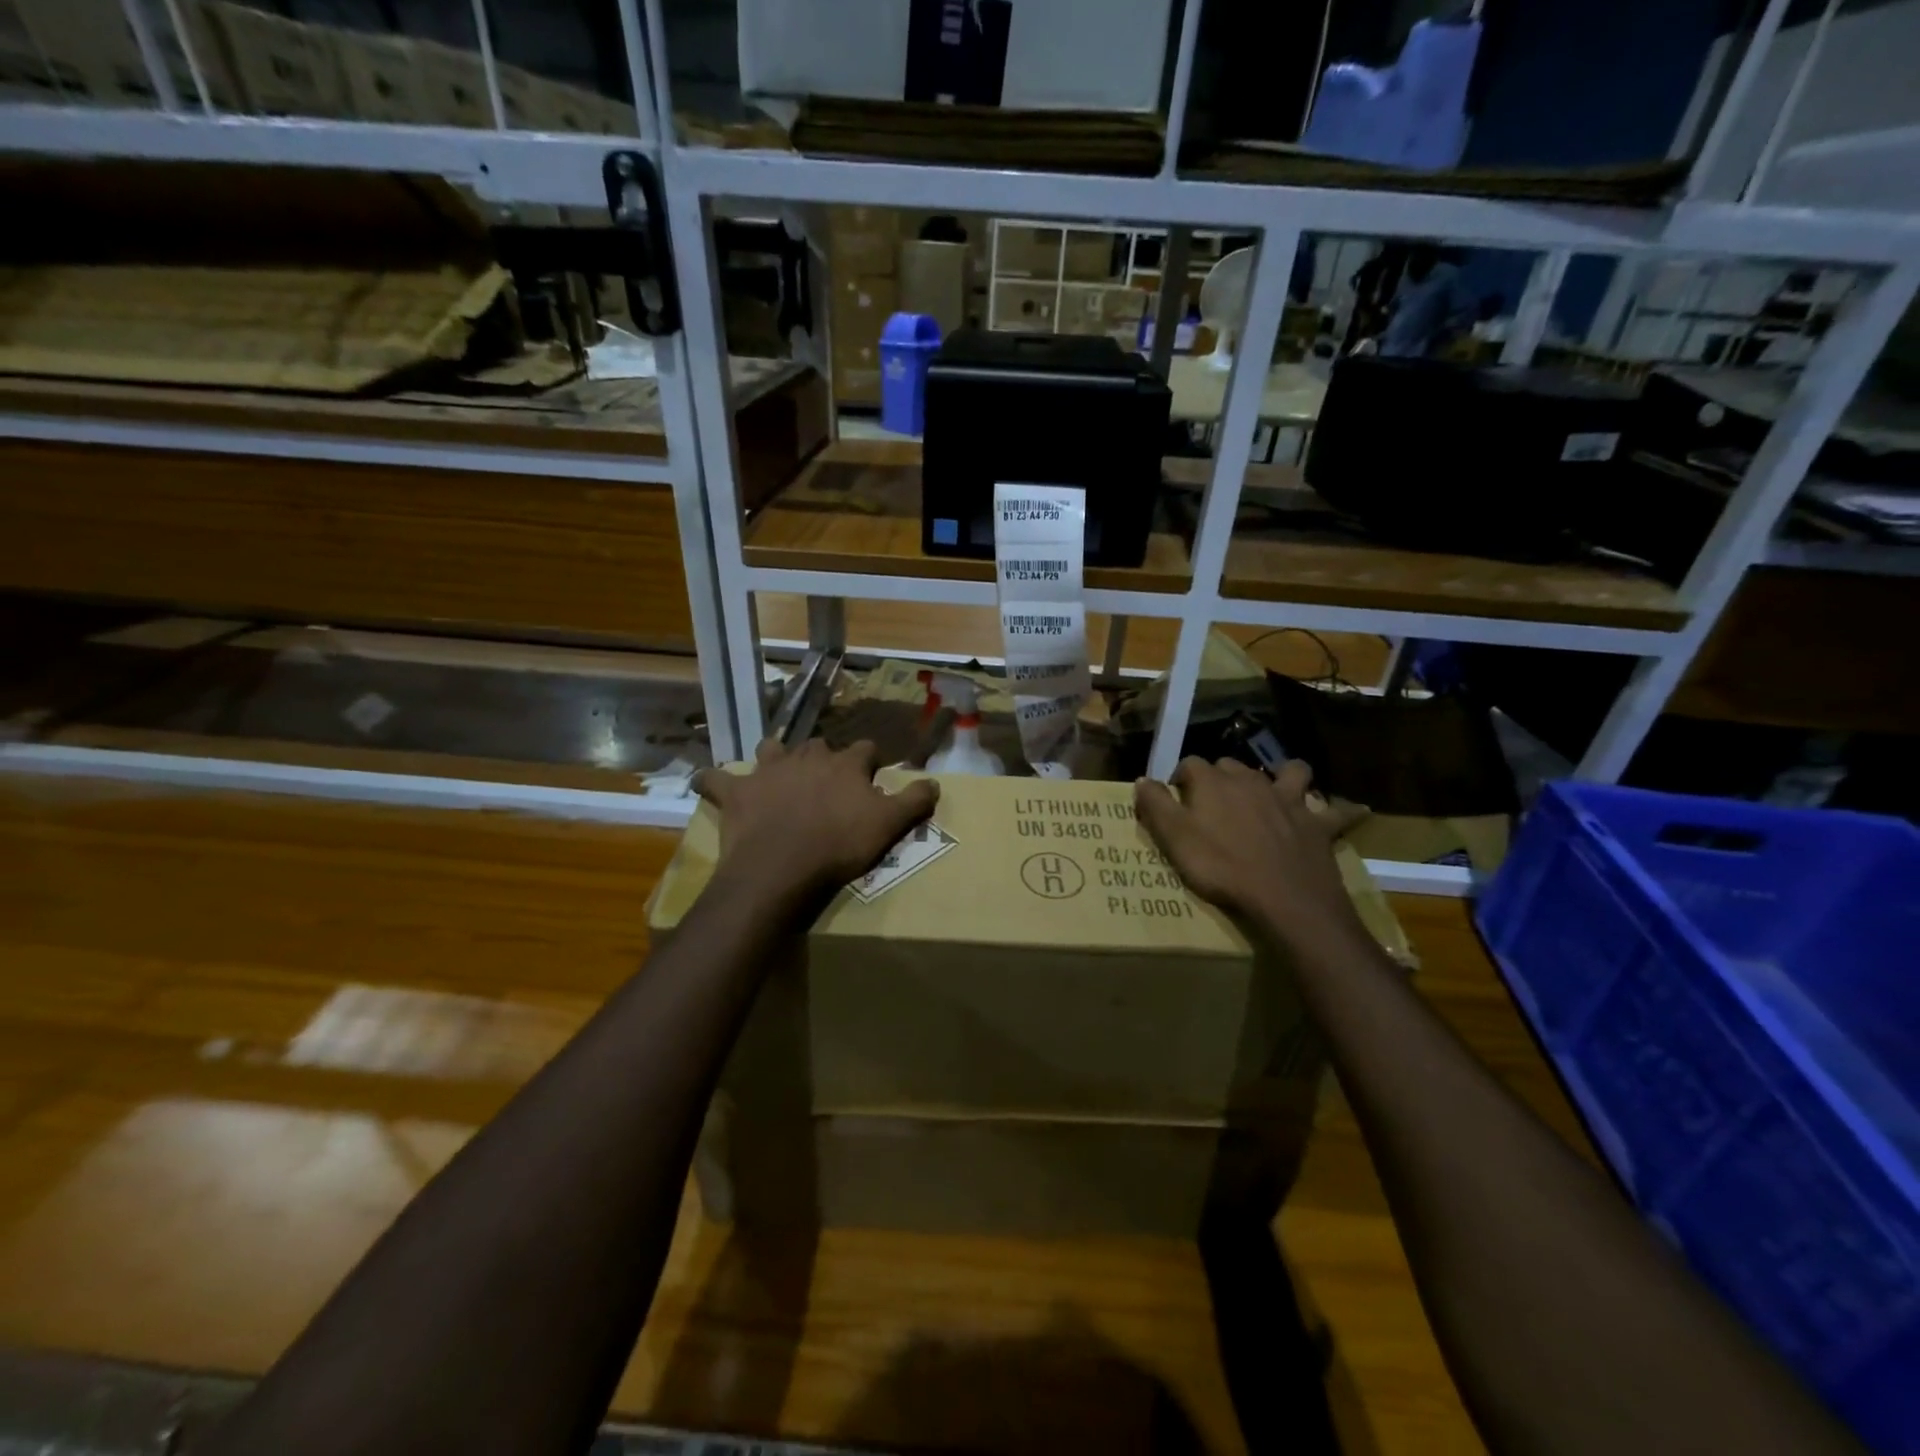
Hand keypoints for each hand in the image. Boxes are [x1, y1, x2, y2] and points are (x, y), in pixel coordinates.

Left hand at [693, 739, 938, 901]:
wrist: (782, 866)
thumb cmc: (839, 845)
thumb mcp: (888, 825)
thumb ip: (914, 801)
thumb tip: (934, 782)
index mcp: (845, 764)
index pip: (865, 749)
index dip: (870, 761)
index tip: (872, 776)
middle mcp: (807, 757)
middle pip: (819, 746)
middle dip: (824, 758)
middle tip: (827, 783)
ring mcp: (768, 771)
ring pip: (772, 749)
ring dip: (776, 757)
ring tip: (779, 773)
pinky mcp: (737, 792)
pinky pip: (716, 779)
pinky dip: (712, 780)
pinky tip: (708, 782)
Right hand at [1134, 758, 1363, 947]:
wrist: (1284, 898)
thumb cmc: (1221, 867)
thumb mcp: (1175, 839)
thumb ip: (1155, 806)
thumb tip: (1142, 780)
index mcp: (1213, 782)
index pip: (1189, 764)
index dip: (1178, 779)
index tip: (1172, 800)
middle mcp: (1251, 781)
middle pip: (1231, 765)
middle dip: (1220, 777)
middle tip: (1212, 804)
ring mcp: (1288, 799)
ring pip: (1288, 771)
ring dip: (1282, 775)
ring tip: (1275, 789)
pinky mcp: (1317, 824)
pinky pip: (1337, 811)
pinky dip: (1343, 810)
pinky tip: (1354, 811)